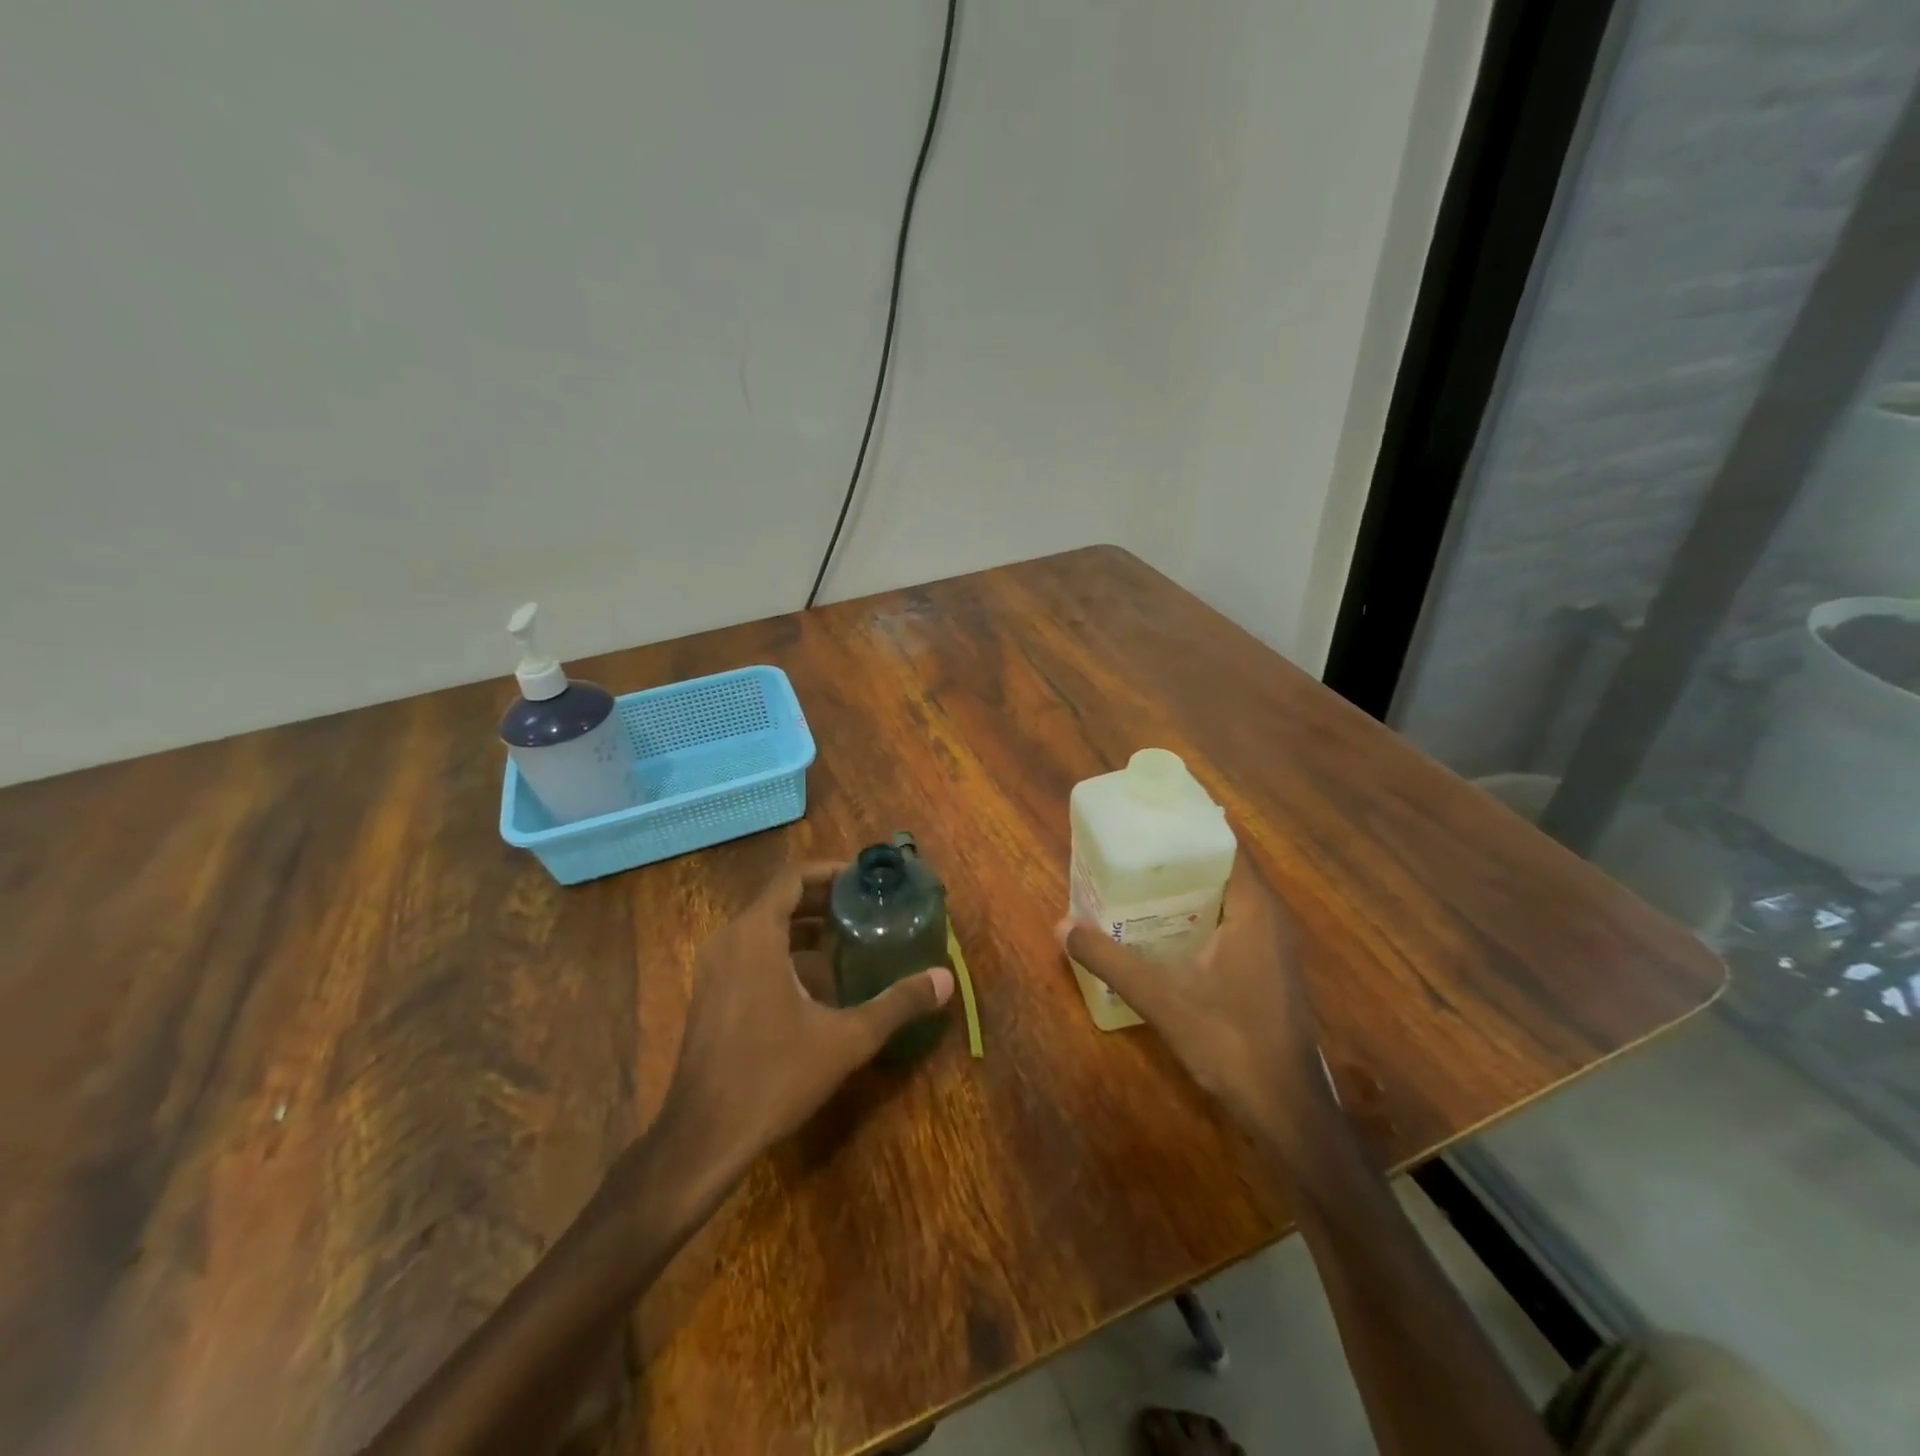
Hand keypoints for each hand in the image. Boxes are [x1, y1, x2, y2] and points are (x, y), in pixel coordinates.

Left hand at [657, 861, 954, 1179]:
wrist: (703, 1137)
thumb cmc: (774, 1076)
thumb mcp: (846, 1039)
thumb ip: (897, 1004)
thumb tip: (945, 979)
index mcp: (756, 935)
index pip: (793, 877)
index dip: (830, 871)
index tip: (864, 879)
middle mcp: (729, 940)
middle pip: (779, 898)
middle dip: (823, 897)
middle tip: (866, 906)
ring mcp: (713, 968)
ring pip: (763, 926)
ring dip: (804, 924)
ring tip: (848, 936)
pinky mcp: (710, 994)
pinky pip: (749, 951)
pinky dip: (783, 949)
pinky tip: (815, 980)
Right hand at [1058, 852, 1324, 1140]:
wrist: (1285, 1108)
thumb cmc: (1229, 1041)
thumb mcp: (1160, 996)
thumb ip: (1109, 959)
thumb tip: (1062, 927)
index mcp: (1254, 908)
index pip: (1226, 844)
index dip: (1189, 825)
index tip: (1149, 816)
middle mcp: (1270, 917)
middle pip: (1224, 868)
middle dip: (1180, 856)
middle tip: (1133, 848)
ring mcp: (1273, 945)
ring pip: (1229, 898)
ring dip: (1190, 888)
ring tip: (1141, 880)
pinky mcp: (1268, 970)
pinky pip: (1233, 922)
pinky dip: (1201, 915)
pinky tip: (1166, 930)